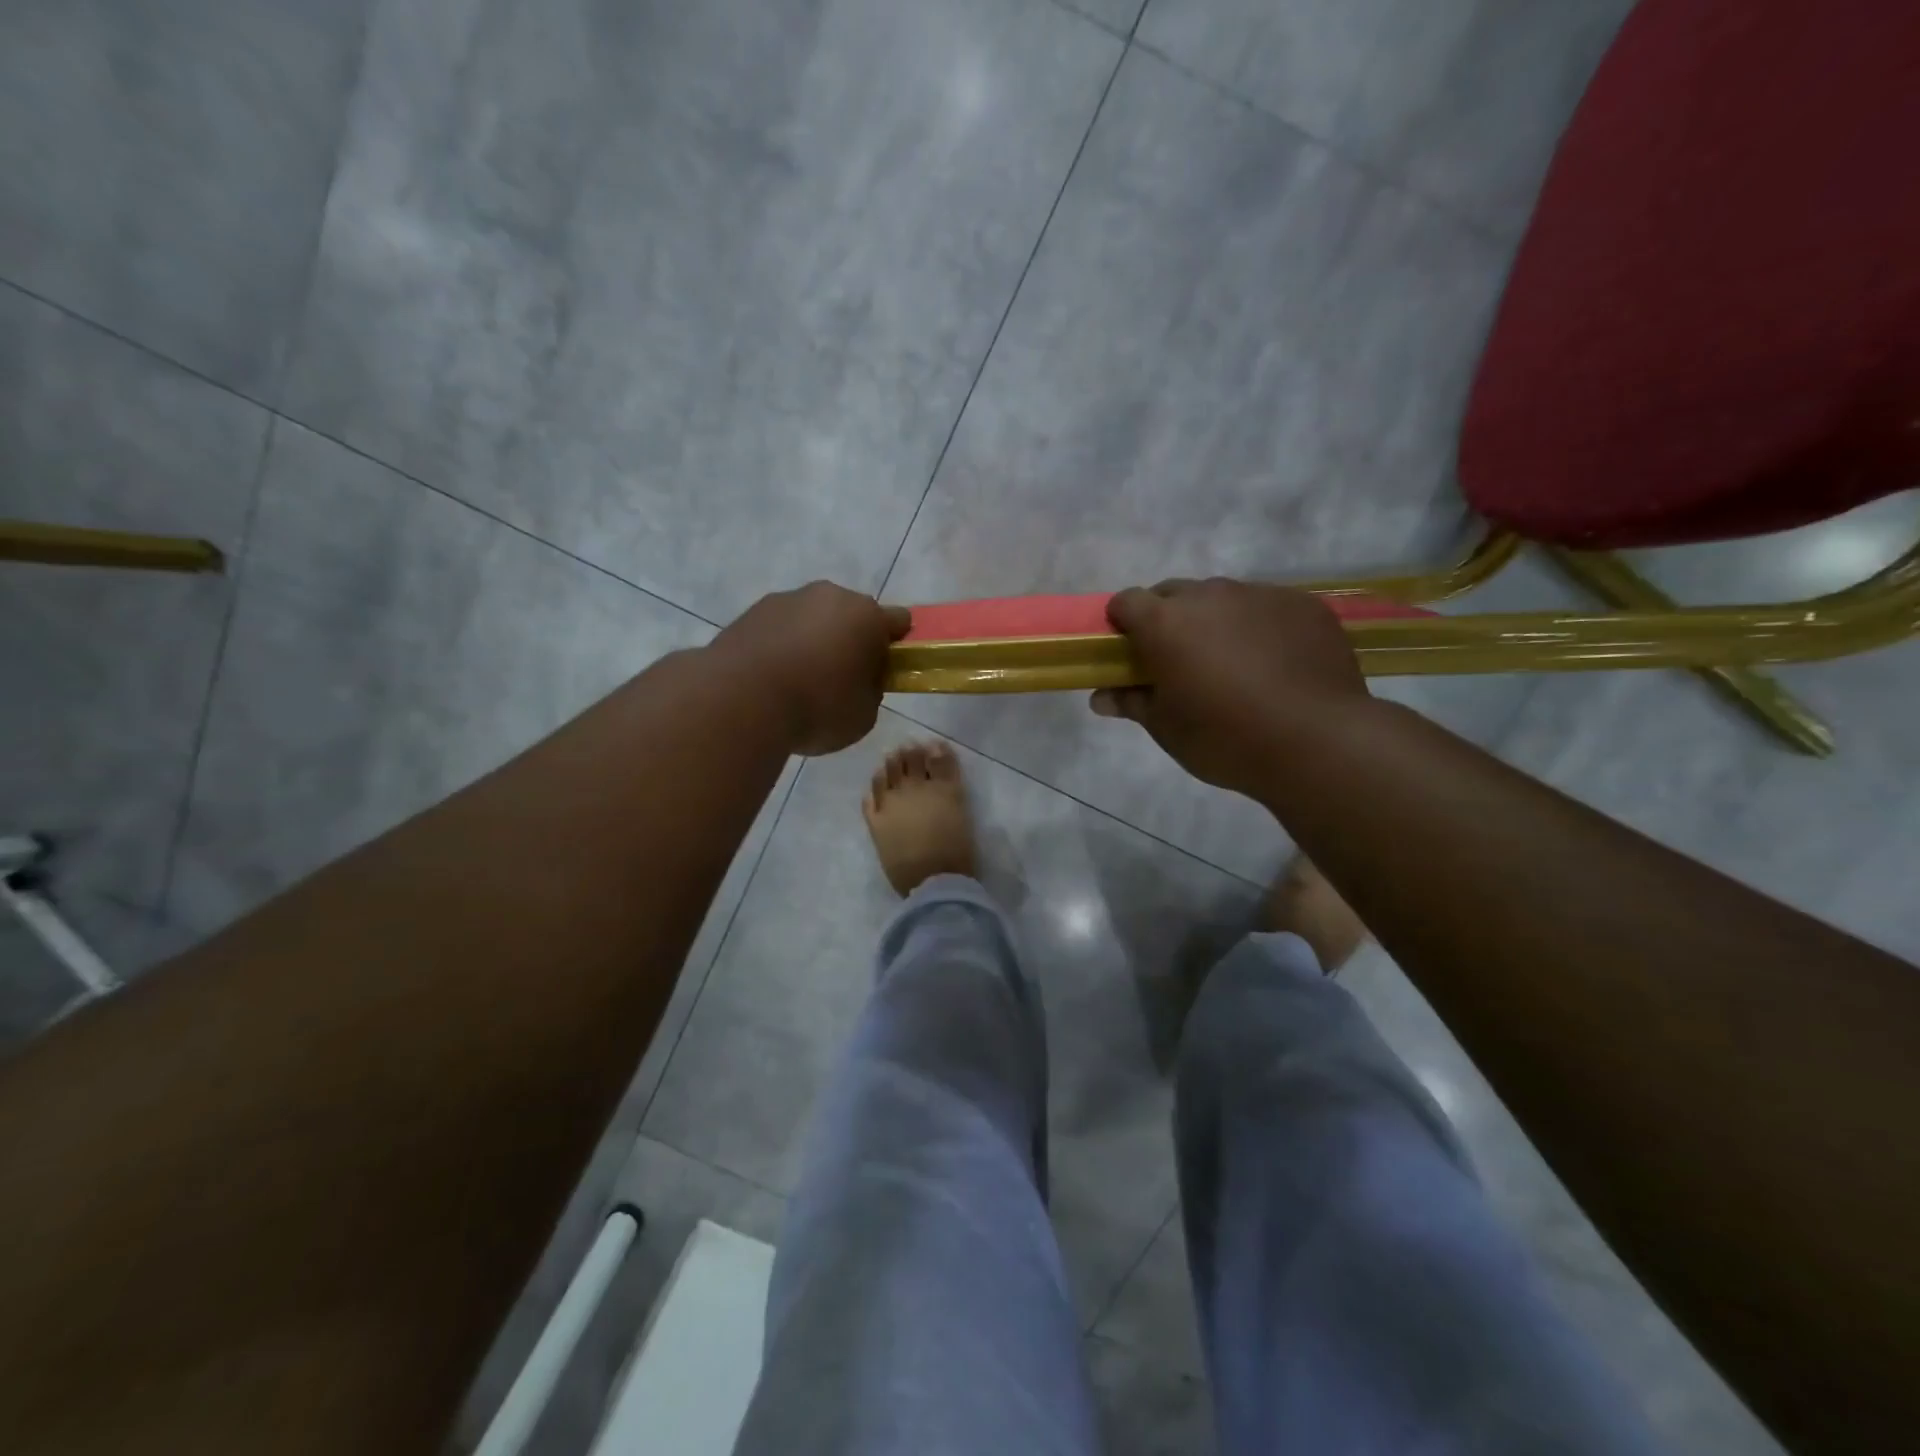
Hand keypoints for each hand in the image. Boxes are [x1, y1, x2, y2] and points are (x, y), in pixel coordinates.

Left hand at [711, 581, 910, 755]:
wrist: (739, 701)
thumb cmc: (817, 707)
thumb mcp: (865, 715)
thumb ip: (870, 691)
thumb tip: (857, 680)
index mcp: (866, 615)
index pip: (898, 622)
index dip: (894, 647)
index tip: (883, 673)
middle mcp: (827, 596)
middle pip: (850, 616)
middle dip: (849, 642)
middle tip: (840, 683)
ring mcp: (784, 601)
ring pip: (810, 620)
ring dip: (811, 644)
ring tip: (797, 686)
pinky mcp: (748, 614)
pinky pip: (777, 632)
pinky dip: (779, 650)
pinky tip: (770, 684)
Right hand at [1090, 578, 1370, 798]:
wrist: (1317, 741)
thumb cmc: (1225, 738)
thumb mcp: (1167, 728)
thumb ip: (1131, 702)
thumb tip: (1101, 697)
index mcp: (1166, 622)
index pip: (1126, 601)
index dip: (1122, 623)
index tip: (1129, 652)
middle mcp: (1210, 595)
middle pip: (1174, 593)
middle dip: (1168, 619)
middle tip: (1179, 661)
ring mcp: (1260, 595)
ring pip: (1223, 598)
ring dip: (1215, 621)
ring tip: (1233, 664)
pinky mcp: (1303, 604)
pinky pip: (1266, 606)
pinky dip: (1259, 626)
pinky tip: (1274, 664)